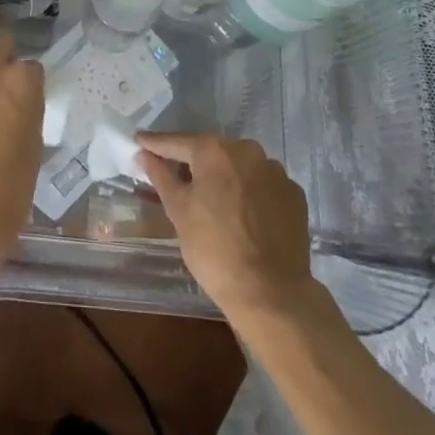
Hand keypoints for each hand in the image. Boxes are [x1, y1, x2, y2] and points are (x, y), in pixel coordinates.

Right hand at [135, 132, 312, 318]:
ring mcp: (275, 171)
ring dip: (225, 176)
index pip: (177, 142)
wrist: (271, 293)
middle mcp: (247, 150)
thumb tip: (144, 154)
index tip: (140, 141)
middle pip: (211, 152)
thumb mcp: (178, 211)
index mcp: (214, 151)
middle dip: (193, 162)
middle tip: (177, 178)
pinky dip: (250, 192)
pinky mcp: (294, 194)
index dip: (156, 144)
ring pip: (240, 167)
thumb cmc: (214, 249)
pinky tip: (243, 213)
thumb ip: (161, 176)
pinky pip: (262, 184)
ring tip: (214, 200)